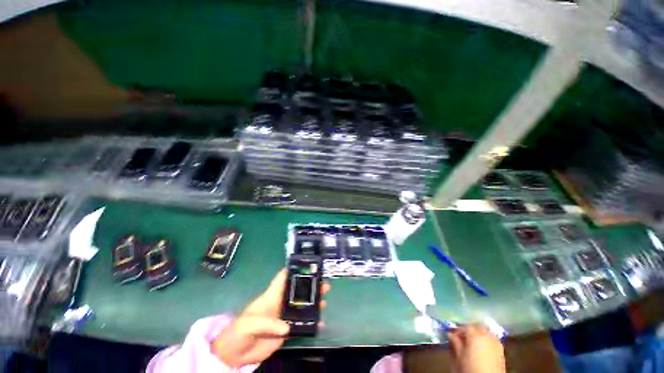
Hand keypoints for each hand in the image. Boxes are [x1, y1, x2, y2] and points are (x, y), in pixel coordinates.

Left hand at [211, 269, 329, 366]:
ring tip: (324, 300)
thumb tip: (287, 327)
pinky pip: (301, 324)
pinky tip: (320, 322)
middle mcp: (280, 303)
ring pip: (302, 306)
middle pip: (297, 291)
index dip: (294, 269)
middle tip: (324, 284)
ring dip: (313, 302)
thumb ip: (267, 324)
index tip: (308, 265)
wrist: (234, 355)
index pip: (283, 278)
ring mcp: (283, 317)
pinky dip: (310, 322)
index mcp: (271, 296)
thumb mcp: (249, 324)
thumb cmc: (238, 332)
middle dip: (311, 286)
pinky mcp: (286, 331)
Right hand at [448, 324, 505, 372]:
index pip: (464, 327)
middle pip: (476, 327)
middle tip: (462, 338)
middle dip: (468, 331)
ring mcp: (495, 341)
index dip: (457, 330)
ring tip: (472, 343)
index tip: (452, 335)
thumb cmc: (472, 368)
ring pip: (484, 332)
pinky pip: (491, 339)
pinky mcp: (501, 349)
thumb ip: (455, 343)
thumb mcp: (460, 356)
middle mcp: (486, 335)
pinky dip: (485, 340)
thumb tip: (451, 334)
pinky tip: (481, 347)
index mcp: (475, 334)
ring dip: (477, 334)